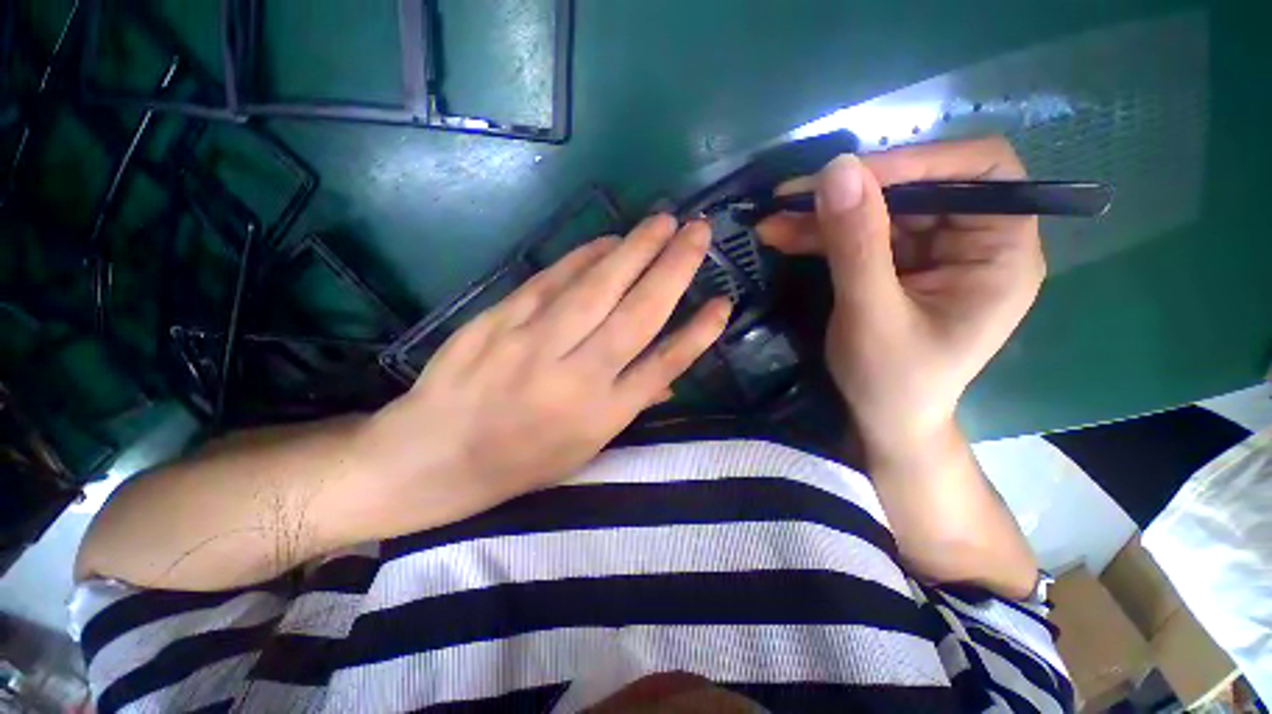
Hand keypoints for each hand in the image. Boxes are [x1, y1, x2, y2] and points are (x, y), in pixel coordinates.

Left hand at [337, 215, 731, 540]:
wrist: (433, 456)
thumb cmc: (518, 462)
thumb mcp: (583, 450)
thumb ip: (629, 406)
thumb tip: (670, 375)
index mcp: (600, 416)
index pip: (663, 364)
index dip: (698, 332)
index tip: (724, 302)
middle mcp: (576, 376)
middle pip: (637, 313)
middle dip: (674, 269)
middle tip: (699, 233)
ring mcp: (534, 343)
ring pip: (598, 287)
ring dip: (635, 250)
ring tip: (663, 223)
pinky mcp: (501, 320)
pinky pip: (553, 279)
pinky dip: (585, 256)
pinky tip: (609, 241)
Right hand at [758, 137, 1043, 453]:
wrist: (882, 420)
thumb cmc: (892, 381)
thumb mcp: (872, 315)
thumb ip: (857, 245)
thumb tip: (837, 169)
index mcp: (1001, 253)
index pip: (980, 172)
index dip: (918, 161)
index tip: (849, 176)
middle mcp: (974, 241)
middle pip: (918, 187)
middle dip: (851, 192)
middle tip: (789, 198)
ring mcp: (932, 252)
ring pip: (879, 210)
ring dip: (823, 214)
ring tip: (772, 221)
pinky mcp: (897, 265)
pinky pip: (859, 235)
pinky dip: (820, 235)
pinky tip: (783, 236)